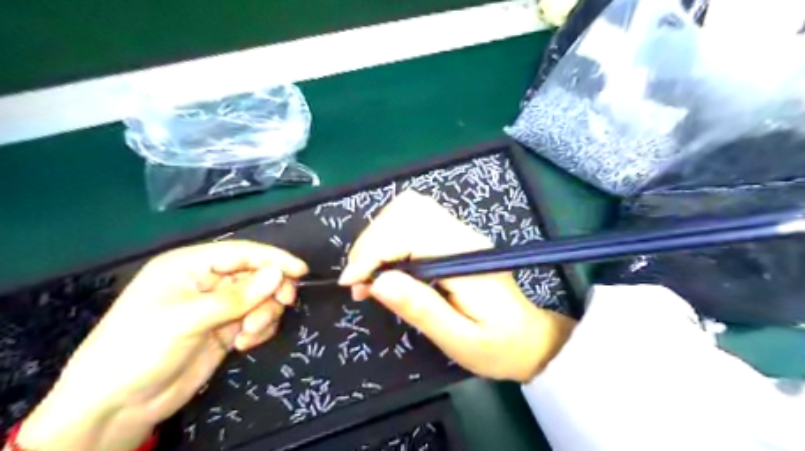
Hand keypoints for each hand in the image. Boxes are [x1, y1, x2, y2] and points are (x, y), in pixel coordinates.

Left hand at [19, 241, 308, 450]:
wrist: (118, 406)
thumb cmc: (140, 349)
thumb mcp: (188, 319)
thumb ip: (237, 297)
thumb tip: (279, 274)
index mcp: (191, 266)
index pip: (242, 253)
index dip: (274, 259)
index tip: (301, 270)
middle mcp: (208, 281)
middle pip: (257, 275)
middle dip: (269, 292)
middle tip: (282, 305)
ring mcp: (219, 306)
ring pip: (261, 298)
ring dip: (264, 314)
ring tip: (248, 335)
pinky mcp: (227, 328)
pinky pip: (258, 319)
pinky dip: (259, 329)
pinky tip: (244, 344)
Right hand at [338, 188, 575, 379]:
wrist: (529, 338)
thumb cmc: (498, 346)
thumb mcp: (459, 340)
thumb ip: (421, 309)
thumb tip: (377, 282)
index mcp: (466, 257)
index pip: (411, 230)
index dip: (374, 251)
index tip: (353, 283)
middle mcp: (462, 235)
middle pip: (407, 209)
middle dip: (372, 241)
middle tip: (358, 281)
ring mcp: (459, 232)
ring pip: (408, 209)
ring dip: (378, 238)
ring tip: (367, 275)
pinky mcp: (453, 238)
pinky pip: (413, 222)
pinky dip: (389, 239)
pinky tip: (384, 268)